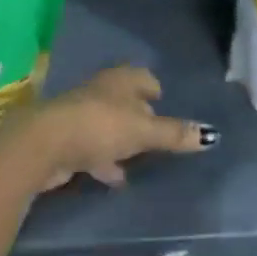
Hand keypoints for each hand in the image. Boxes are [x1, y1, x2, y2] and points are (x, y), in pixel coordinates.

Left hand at [27, 66, 216, 190]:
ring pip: (108, 125)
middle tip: (156, 131)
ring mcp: (81, 115)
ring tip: (139, 158)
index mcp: (121, 80)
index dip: (155, 90)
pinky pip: (93, 148)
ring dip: (121, 139)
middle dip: (139, 114)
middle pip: (125, 100)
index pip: (144, 77)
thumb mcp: (144, 131)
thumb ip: (174, 134)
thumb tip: (211, 135)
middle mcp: (101, 91)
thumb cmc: (100, 126)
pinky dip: (104, 160)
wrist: (45, 145)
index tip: (164, 103)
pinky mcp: (67, 140)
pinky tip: (115, 177)